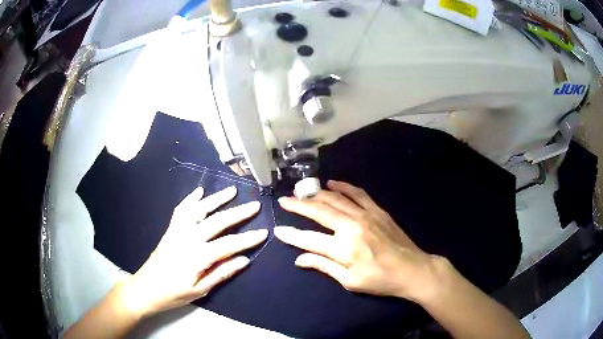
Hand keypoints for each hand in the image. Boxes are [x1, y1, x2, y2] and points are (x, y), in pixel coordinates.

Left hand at [120, 186, 267, 317]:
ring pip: (199, 210)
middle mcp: (187, 239)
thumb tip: (244, 260)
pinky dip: (191, 199)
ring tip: (231, 191)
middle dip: (237, 213)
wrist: (145, 288)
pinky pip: (181, 210)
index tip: (263, 232)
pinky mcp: (170, 230)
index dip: (247, 239)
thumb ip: (221, 273)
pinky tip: (199, 192)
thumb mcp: (200, 290)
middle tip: (254, 206)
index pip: (227, 245)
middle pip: (216, 222)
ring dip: (216, 199)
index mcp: (196, 257)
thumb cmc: (173, 294)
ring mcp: (177, 232)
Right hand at [275, 180, 443, 301]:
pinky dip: (343, 187)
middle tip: (284, 200)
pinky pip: (357, 193)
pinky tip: (331, 184)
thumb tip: (299, 259)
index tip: (278, 230)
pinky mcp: (377, 210)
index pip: (309, 240)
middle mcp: (352, 227)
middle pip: (319, 211)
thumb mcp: (350, 281)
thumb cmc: (380, 280)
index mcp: (344, 248)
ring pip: (335, 199)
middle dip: (298, 205)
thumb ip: (324, 266)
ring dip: (316, 194)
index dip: (291, 236)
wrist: (412, 269)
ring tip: (302, 191)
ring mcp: (366, 215)